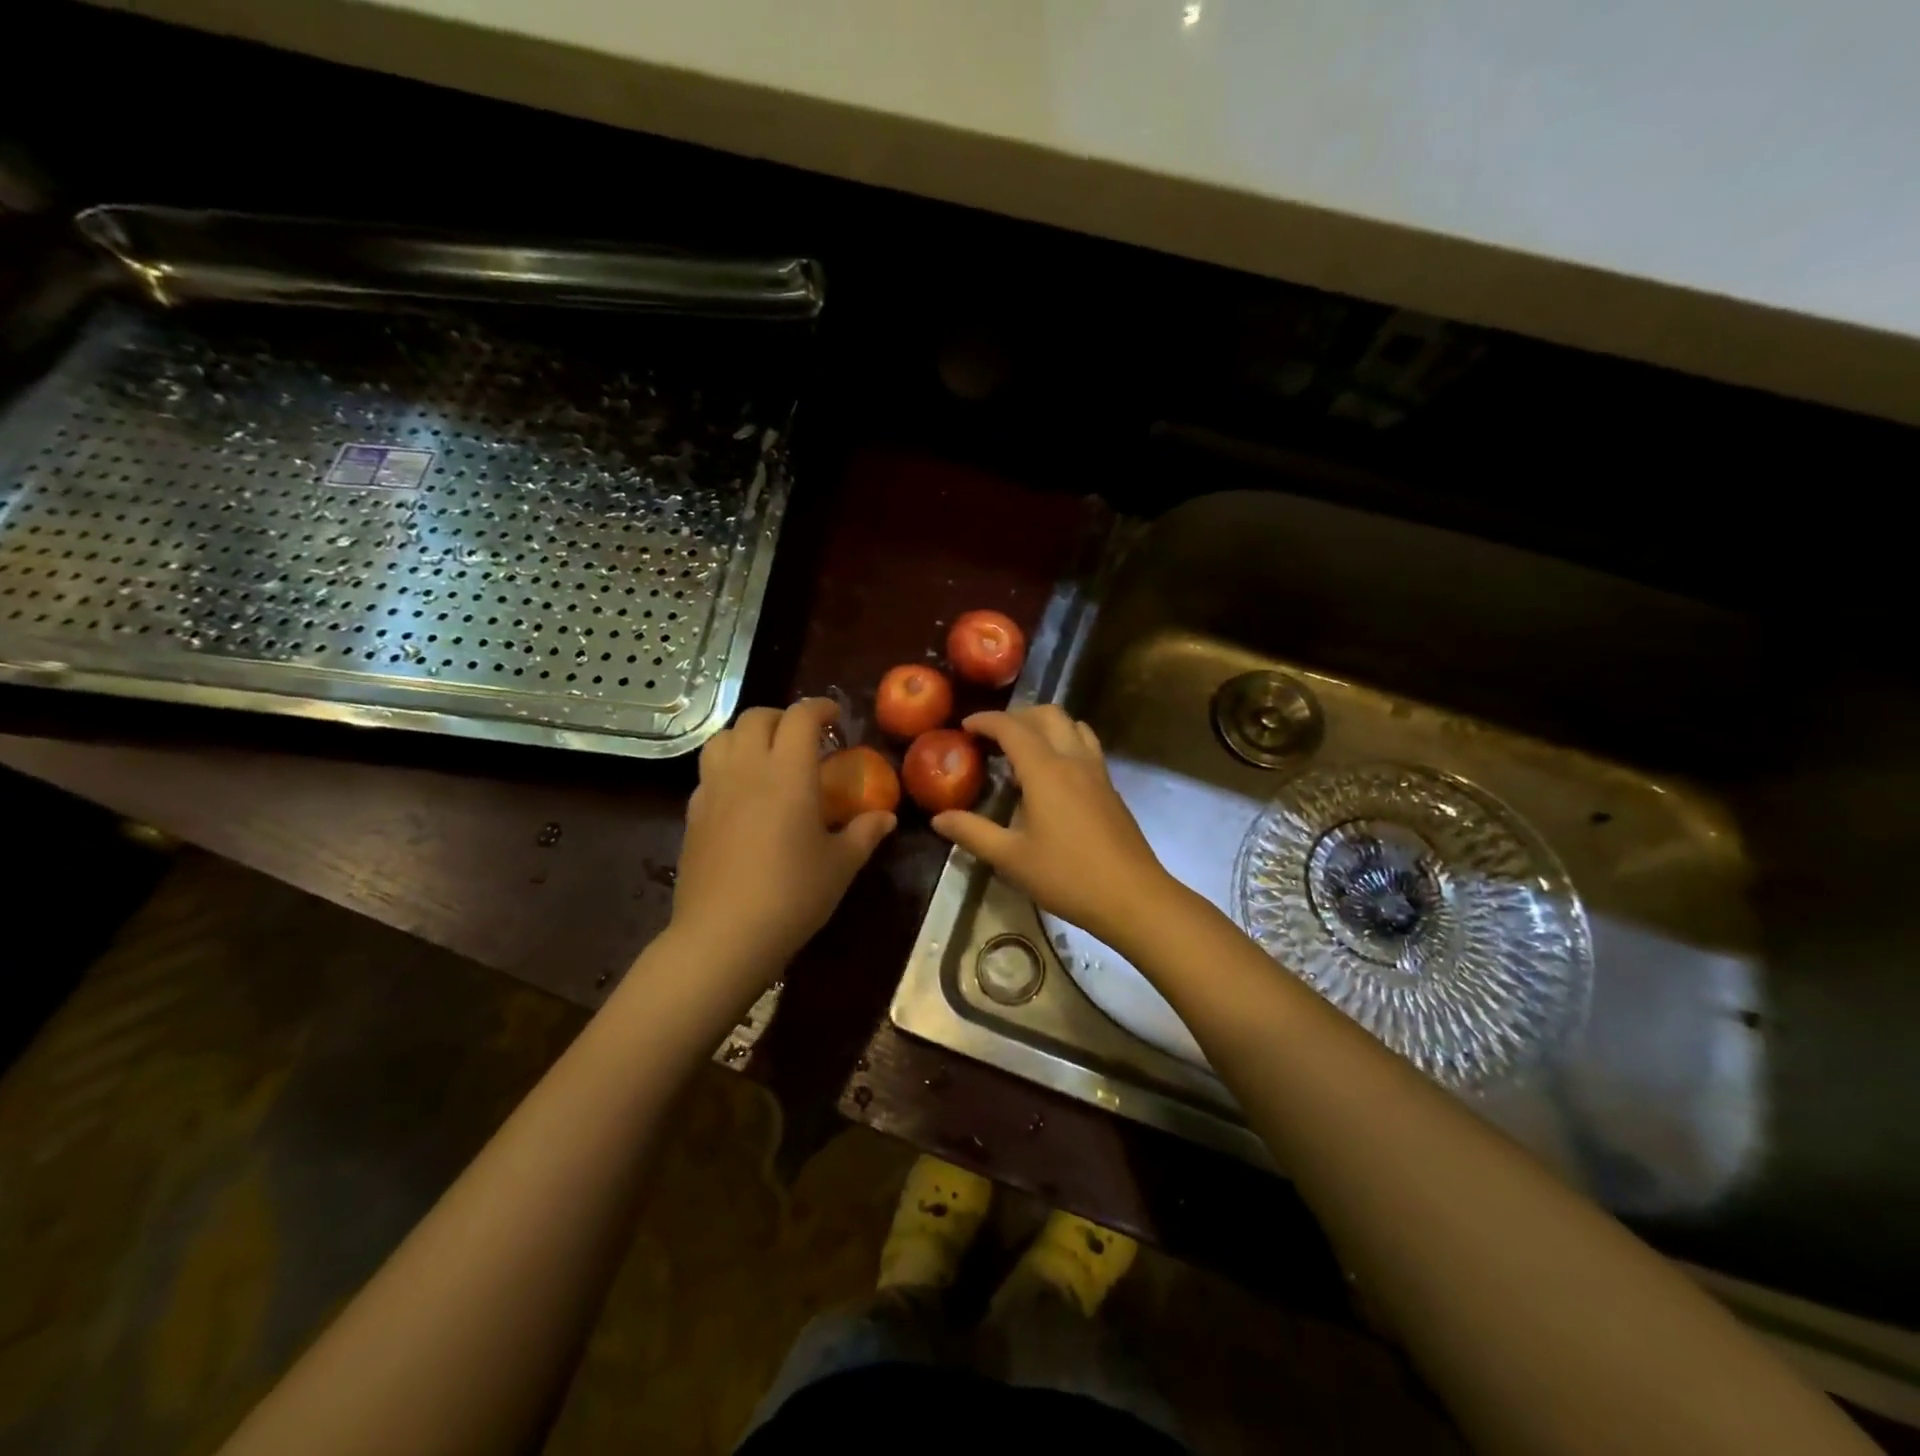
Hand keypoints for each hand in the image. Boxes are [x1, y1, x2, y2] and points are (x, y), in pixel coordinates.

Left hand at [672, 698, 896, 985]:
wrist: (724, 936)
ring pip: (723, 737)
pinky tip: (742, 796)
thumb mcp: (840, 865)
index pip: (800, 717)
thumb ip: (864, 833)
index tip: (835, 716)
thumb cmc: (792, 895)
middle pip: (757, 717)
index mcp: (787, 772)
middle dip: (783, 717)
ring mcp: (713, 790)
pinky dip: (728, 767)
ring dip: (749, 736)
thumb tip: (886, 816)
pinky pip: (709, 772)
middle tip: (804, 738)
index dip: (819, 708)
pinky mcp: (693, 814)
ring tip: (768, 757)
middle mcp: (747, 769)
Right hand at [931, 706, 1174, 946]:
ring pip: (1072, 725)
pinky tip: (1052, 774)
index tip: (964, 727)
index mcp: (1045, 770)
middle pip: (1047, 715)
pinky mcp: (1110, 787)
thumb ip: (972, 832)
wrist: (1132, 896)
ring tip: (1023, 749)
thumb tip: (938, 819)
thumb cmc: (1067, 876)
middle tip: (992, 737)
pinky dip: (1064, 741)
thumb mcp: (1011, 858)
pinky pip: (1086, 745)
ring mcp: (1097, 771)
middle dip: (1016, 716)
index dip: (986, 721)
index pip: (1012, 727)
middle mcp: (1073, 759)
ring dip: (1044, 725)